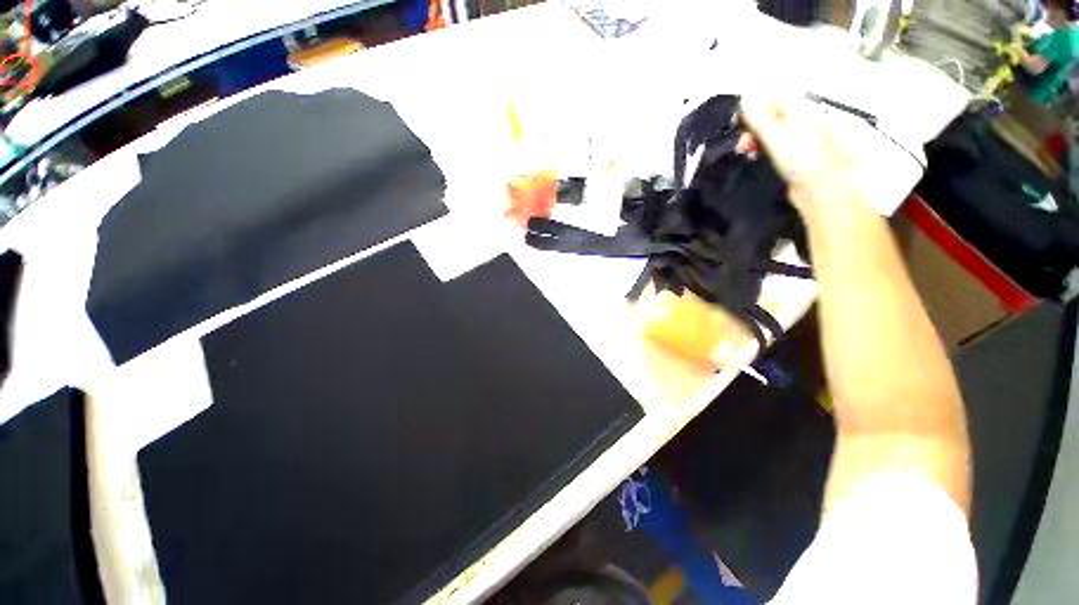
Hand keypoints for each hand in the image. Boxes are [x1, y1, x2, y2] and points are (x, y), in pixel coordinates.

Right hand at [738, 97, 863, 218]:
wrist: (820, 188)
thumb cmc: (800, 158)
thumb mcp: (776, 135)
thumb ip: (760, 117)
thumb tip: (745, 95)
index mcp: (798, 109)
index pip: (770, 99)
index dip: (750, 108)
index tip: (734, 123)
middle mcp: (798, 120)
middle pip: (768, 116)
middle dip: (750, 127)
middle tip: (739, 143)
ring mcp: (796, 138)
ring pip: (768, 132)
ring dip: (753, 139)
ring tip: (743, 151)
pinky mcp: (792, 155)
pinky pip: (771, 146)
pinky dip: (760, 149)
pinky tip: (753, 157)